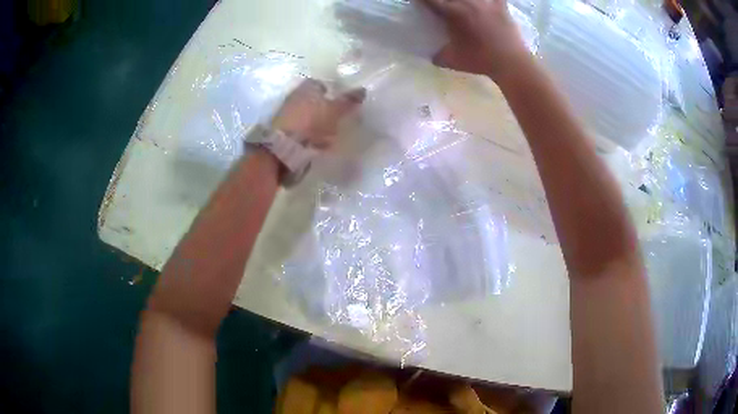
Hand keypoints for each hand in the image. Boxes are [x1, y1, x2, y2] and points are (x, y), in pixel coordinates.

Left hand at [271, 79, 365, 148]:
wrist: (284, 147)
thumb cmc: (312, 122)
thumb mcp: (335, 111)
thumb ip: (348, 100)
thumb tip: (363, 89)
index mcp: (307, 87)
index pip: (321, 84)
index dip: (332, 91)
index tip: (342, 102)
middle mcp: (295, 96)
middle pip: (313, 99)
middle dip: (324, 107)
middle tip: (338, 118)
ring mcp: (286, 114)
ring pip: (307, 115)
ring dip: (317, 122)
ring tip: (330, 133)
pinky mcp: (282, 131)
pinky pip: (301, 129)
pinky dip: (309, 134)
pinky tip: (317, 143)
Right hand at [420, 0, 530, 80]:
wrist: (510, 63)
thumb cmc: (480, 61)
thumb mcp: (452, 60)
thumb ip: (438, 56)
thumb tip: (433, 56)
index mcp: (452, 12)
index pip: (430, 0)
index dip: (422, 0)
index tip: (420, 2)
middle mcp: (467, 2)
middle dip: (442, 0)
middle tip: (442, 5)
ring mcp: (486, 2)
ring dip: (464, 0)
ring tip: (462, 4)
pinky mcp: (501, 5)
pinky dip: (492, 0)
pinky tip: (488, 2)